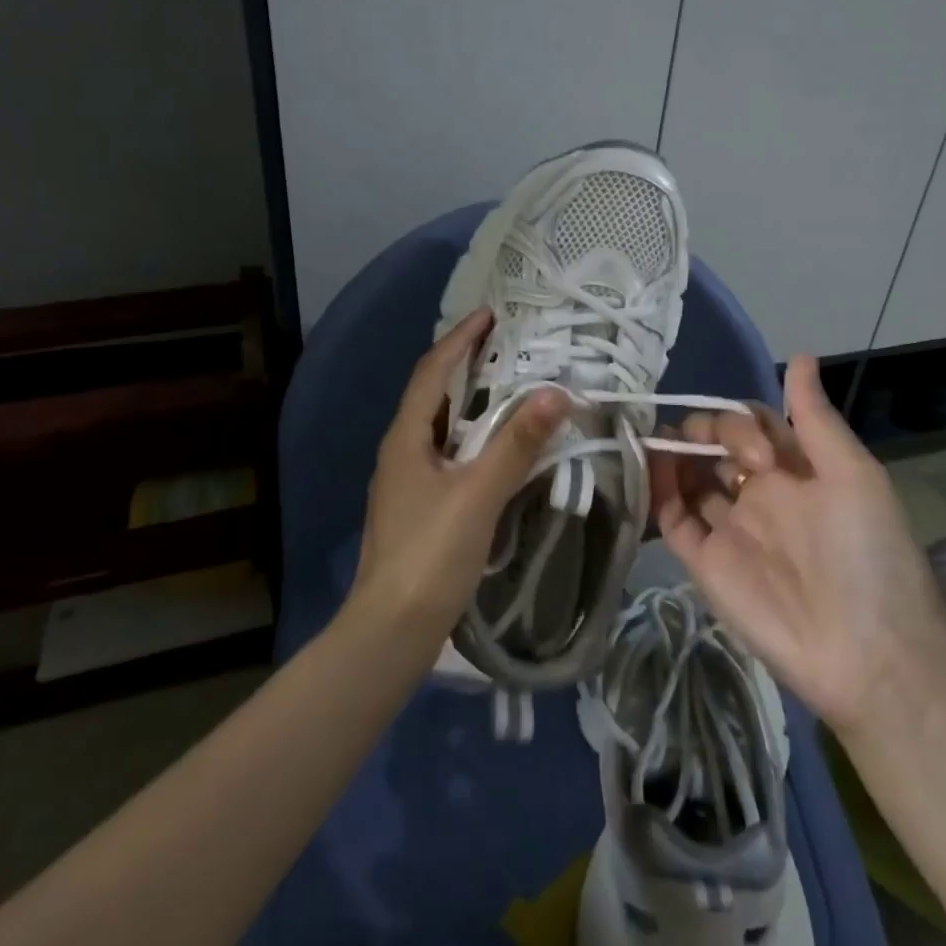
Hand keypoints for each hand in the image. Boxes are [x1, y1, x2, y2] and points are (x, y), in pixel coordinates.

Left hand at [347, 309, 568, 646]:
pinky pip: (449, 454)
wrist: (391, 630)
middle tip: (508, 347)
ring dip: (472, 402)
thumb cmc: (430, 555)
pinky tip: (499, 449)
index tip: (490, 314)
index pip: (433, 371)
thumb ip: (516, 444)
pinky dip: (475, 438)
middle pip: (435, 394)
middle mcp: (401, 451)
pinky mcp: (419, 506)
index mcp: (406, 438)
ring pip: (443, 427)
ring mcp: (407, 481)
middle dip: (467, 365)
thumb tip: (555, 393)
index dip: (460, 339)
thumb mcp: (477, 495)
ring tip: (511, 388)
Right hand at [652, 356, 945, 734]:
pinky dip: (657, 492)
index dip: (739, 421)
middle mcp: (757, 494)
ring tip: (655, 440)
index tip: (754, 451)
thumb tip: (800, 355)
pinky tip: (648, 469)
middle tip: (707, 448)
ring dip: (671, 454)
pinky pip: (672, 519)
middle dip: (701, 431)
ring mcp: (728, 527)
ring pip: (688, 478)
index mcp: (794, 471)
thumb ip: (814, 419)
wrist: (868, 653)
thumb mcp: (854, 475)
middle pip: (713, 446)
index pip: (750, 424)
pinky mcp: (703, 562)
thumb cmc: (868, 554)